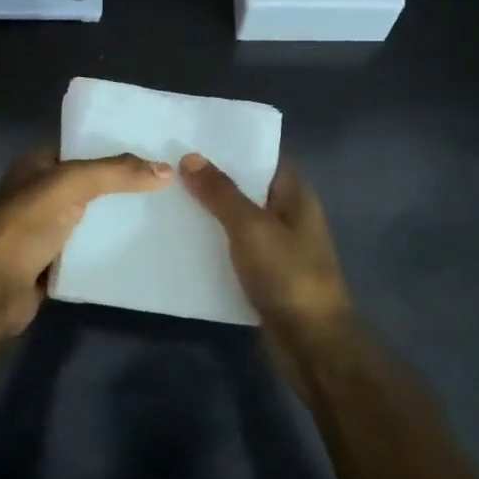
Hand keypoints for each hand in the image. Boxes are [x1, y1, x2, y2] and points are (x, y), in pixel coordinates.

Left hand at [0, 148, 171, 335]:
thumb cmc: (26, 224)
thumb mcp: (72, 183)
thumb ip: (116, 173)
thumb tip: (165, 170)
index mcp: (34, 166)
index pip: (80, 150)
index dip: (112, 150)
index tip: (151, 155)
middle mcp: (37, 194)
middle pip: (88, 186)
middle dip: (120, 188)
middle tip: (163, 188)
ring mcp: (42, 230)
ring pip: (88, 220)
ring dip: (115, 221)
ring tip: (160, 217)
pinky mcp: (49, 263)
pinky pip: (86, 251)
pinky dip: (106, 250)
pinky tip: (139, 250)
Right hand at [180, 154, 354, 343]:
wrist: (311, 342)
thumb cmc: (288, 275)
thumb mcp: (251, 227)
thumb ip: (221, 193)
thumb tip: (190, 157)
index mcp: (295, 195)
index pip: (264, 157)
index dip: (233, 145)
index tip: (195, 136)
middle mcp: (288, 215)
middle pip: (248, 187)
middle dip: (213, 177)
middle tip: (169, 163)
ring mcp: (277, 246)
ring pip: (238, 219)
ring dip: (209, 211)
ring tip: (167, 195)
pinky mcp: (264, 274)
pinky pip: (234, 248)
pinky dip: (212, 242)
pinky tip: (181, 238)